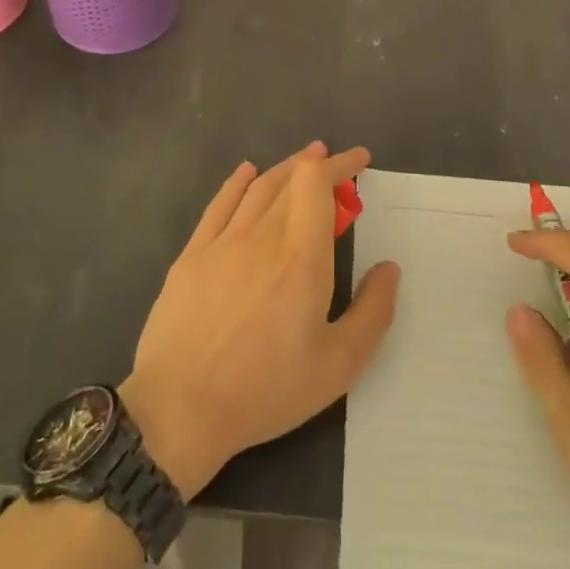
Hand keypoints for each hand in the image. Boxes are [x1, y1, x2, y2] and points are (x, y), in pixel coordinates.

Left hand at [122, 143, 398, 499]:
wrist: (179, 407)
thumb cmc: (266, 389)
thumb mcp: (338, 366)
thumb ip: (372, 312)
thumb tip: (389, 268)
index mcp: (302, 257)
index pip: (317, 184)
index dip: (339, 164)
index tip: (358, 161)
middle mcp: (262, 236)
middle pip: (289, 180)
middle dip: (317, 164)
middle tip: (334, 164)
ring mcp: (222, 242)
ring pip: (257, 188)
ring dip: (283, 169)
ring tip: (302, 163)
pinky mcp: (191, 255)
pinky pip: (219, 204)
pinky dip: (237, 182)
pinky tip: (246, 173)